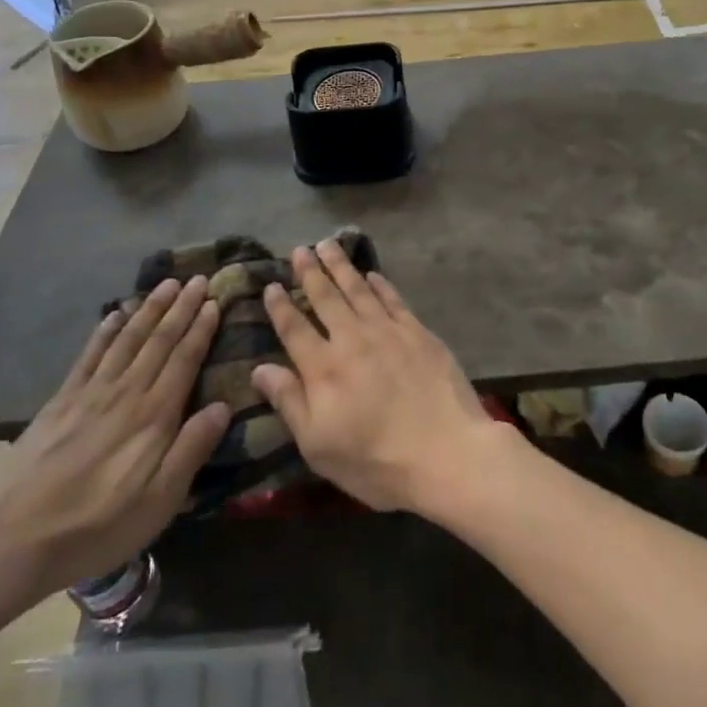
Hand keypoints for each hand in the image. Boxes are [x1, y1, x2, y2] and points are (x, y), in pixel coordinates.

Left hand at [0, 279, 229, 625]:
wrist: (10, 539)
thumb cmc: (96, 525)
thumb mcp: (159, 500)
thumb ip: (192, 449)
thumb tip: (223, 405)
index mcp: (154, 415)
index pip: (184, 360)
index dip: (201, 329)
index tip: (215, 301)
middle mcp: (126, 392)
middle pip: (158, 341)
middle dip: (181, 308)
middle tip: (198, 278)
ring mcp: (90, 393)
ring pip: (127, 339)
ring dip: (149, 309)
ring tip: (166, 284)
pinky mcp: (61, 401)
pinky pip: (89, 355)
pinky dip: (105, 331)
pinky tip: (114, 315)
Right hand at [254, 241, 512, 512]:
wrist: (447, 453)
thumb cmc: (376, 461)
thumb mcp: (319, 446)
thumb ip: (289, 402)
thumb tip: (259, 369)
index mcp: (323, 369)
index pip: (294, 329)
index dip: (280, 306)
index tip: (271, 285)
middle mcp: (352, 340)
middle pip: (326, 298)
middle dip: (310, 273)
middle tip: (300, 250)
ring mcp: (388, 332)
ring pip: (358, 290)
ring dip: (341, 266)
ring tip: (328, 245)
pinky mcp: (418, 333)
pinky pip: (394, 299)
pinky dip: (380, 284)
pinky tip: (372, 274)